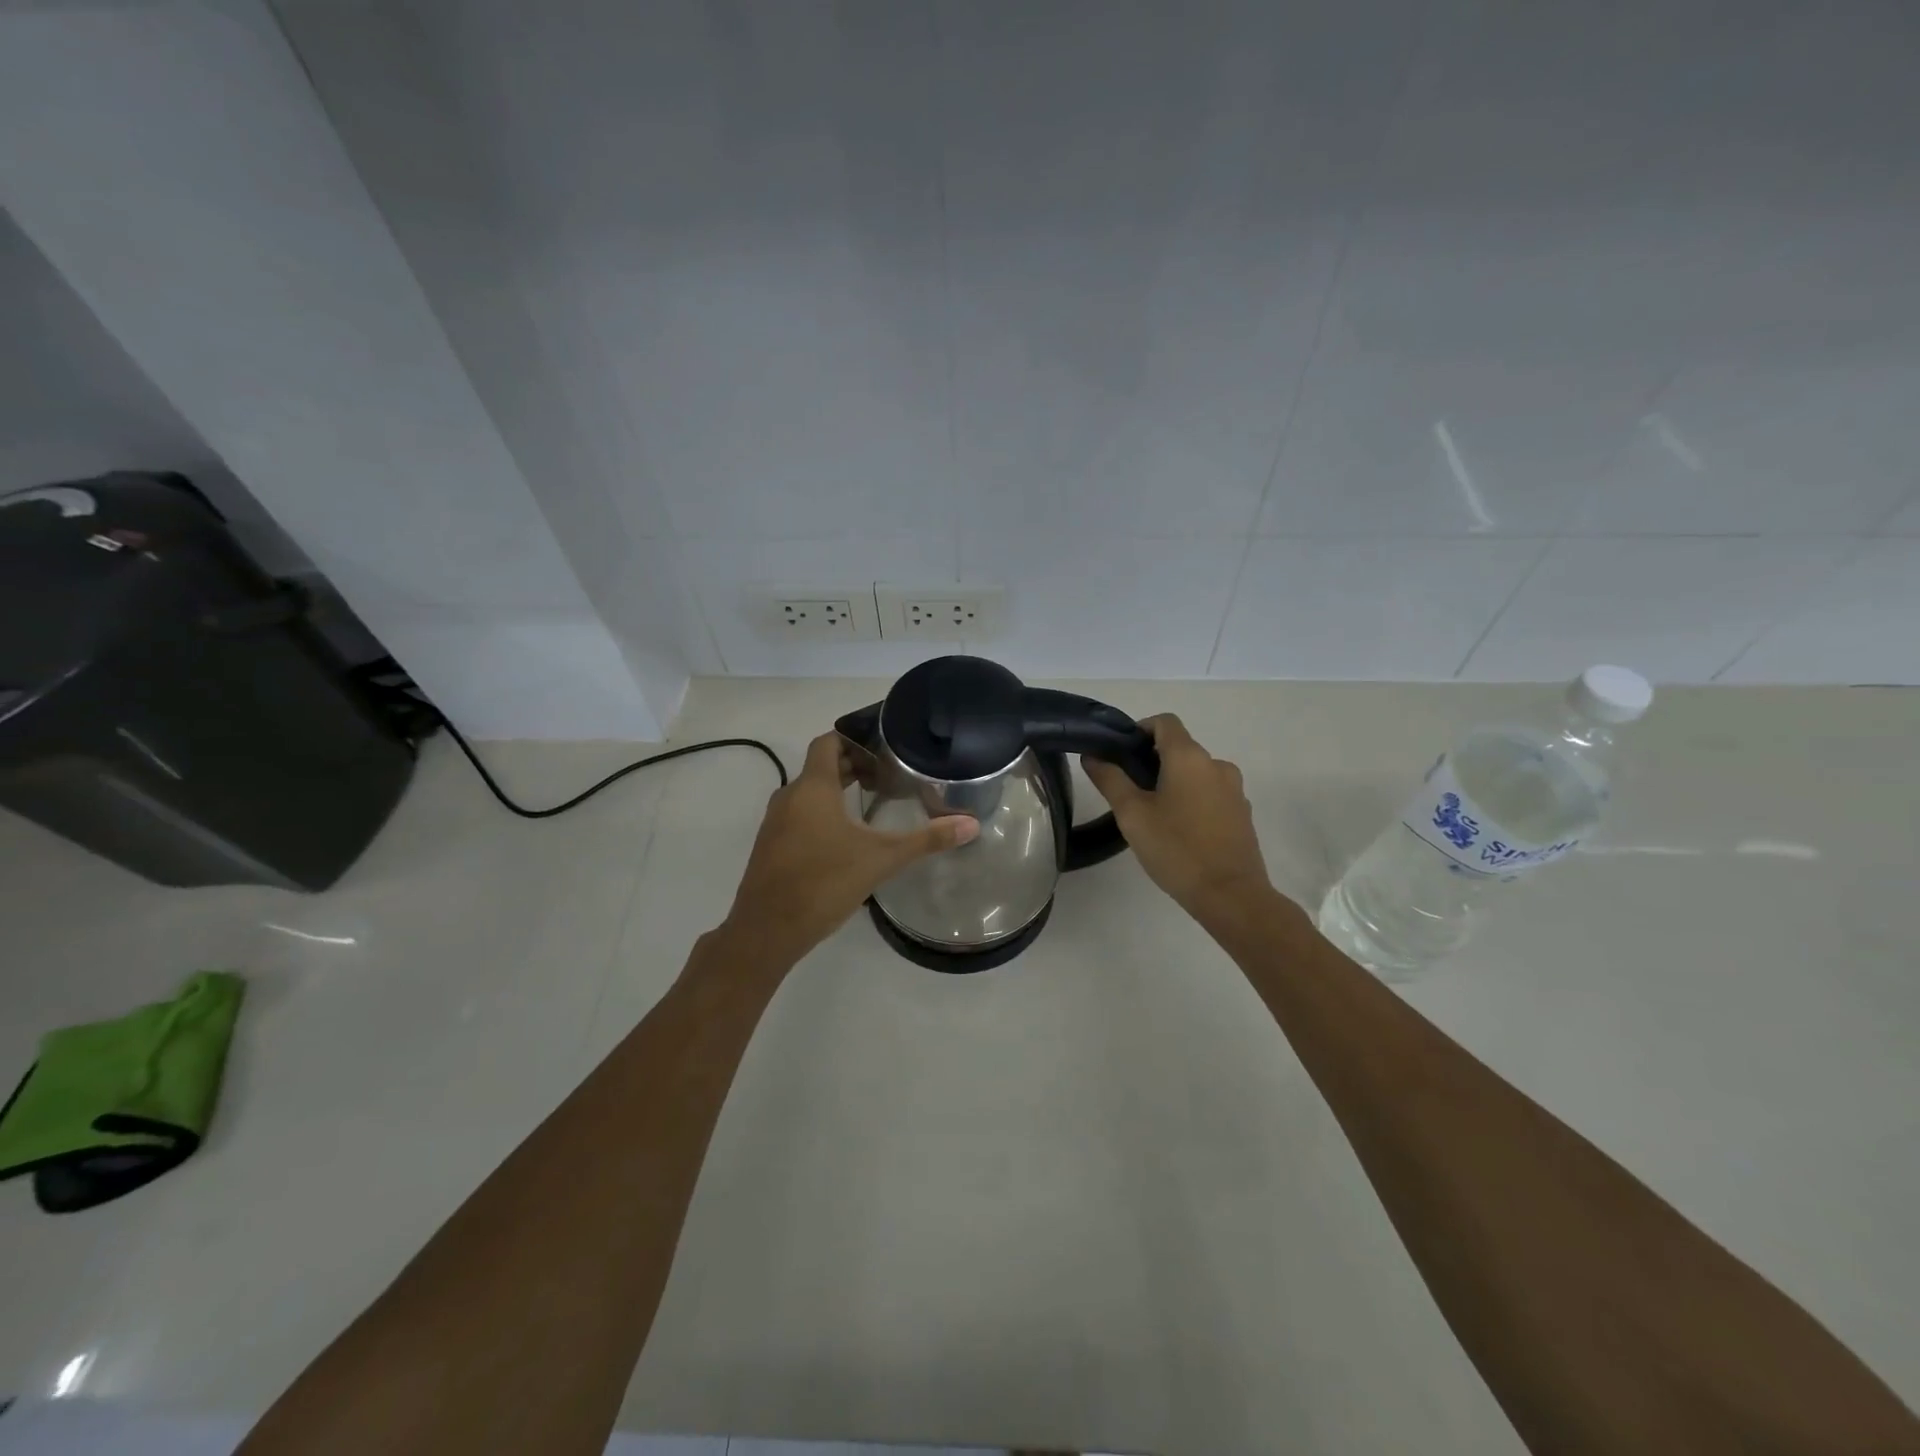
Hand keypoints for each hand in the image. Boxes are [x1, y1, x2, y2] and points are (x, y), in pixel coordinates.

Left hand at [721, 730, 978, 964]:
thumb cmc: (823, 883)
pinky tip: (846, 837)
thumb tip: (971, 824)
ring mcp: (775, 823)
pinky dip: (821, 812)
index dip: (854, 739)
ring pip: (809, 792)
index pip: (828, 742)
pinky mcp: (771, 846)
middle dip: (853, 766)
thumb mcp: (881, 859)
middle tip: (889, 775)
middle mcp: (789, 797)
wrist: (766, 931)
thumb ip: (926, 839)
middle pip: (821, 766)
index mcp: (812, 788)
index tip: (884, 747)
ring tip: (873, 802)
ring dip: (837, 790)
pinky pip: (798, 814)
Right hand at [1081, 714, 1270, 917]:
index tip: (1121, 752)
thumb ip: (1110, 779)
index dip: (1141, 729)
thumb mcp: (1132, 814)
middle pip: (1180, 747)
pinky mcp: (1242, 813)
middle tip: (1128, 789)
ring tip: (1152, 813)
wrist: (1230, 895)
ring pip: (1196, 773)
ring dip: (1174, 782)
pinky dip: (1193, 800)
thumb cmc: (1176, 848)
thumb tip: (1092, 756)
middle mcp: (1216, 764)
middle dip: (1153, 760)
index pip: (1165, 722)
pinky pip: (1211, 794)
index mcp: (1189, 757)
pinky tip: (1179, 830)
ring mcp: (1234, 790)